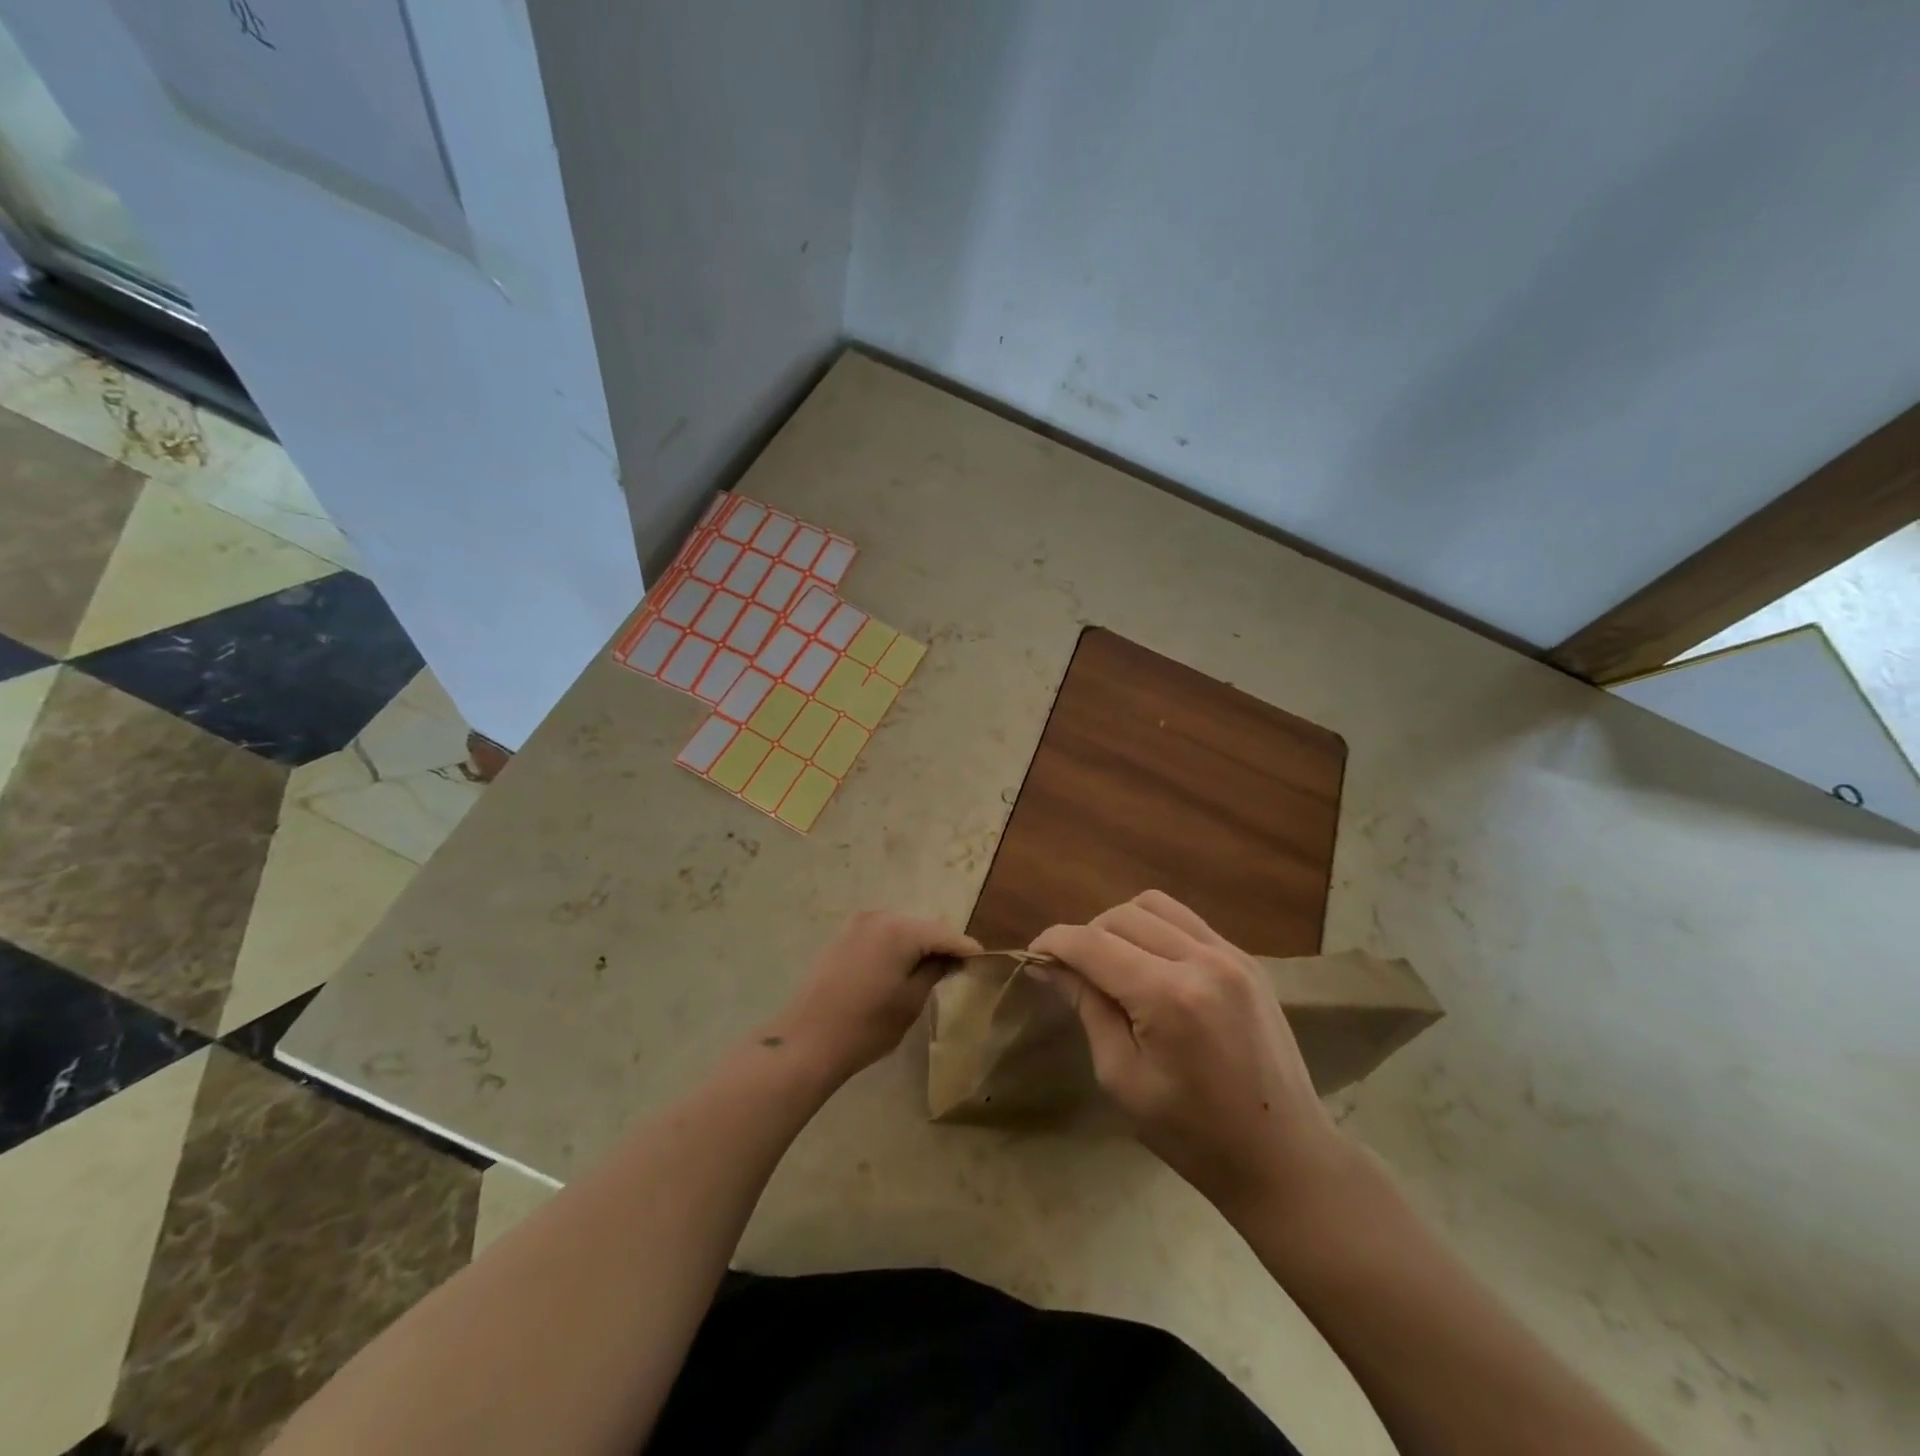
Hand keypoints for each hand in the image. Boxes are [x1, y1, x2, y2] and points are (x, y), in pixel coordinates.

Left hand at [761, 912, 980, 1083]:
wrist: (807, 1041)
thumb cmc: (866, 1025)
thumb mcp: (910, 1001)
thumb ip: (935, 971)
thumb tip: (950, 958)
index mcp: (900, 929)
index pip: (946, 934)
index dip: (967, 949)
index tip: (985, 962)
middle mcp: (879, 917)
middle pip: (923, 926)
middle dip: (942, 945)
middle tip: (960, 968)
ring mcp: (857, 925)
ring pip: (901, 929)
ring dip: (918, 946)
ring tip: (933, 970)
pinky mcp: (843, 938)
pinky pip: (881, 936)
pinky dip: (896, 948)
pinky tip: (902, 969)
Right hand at [1031, 891, 1345, 1215]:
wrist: (1285, 1157)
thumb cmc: (1194, 1135)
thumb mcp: (1123, 1078)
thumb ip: (1088, 1009)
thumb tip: (1050, 966)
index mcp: (1168, 997)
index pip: (1092, 944)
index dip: (1054, 942)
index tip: (1032, 955)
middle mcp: (1202, 960)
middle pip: (1121, 915)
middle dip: (1087, 936)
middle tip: (1073, 972)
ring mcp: (1232, 955)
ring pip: (1155, 906)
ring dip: (1121, 925)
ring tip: (1113, 964)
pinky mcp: (1248, 960)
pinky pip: (1187, 922)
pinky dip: (1157, 932)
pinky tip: (1153, 967)